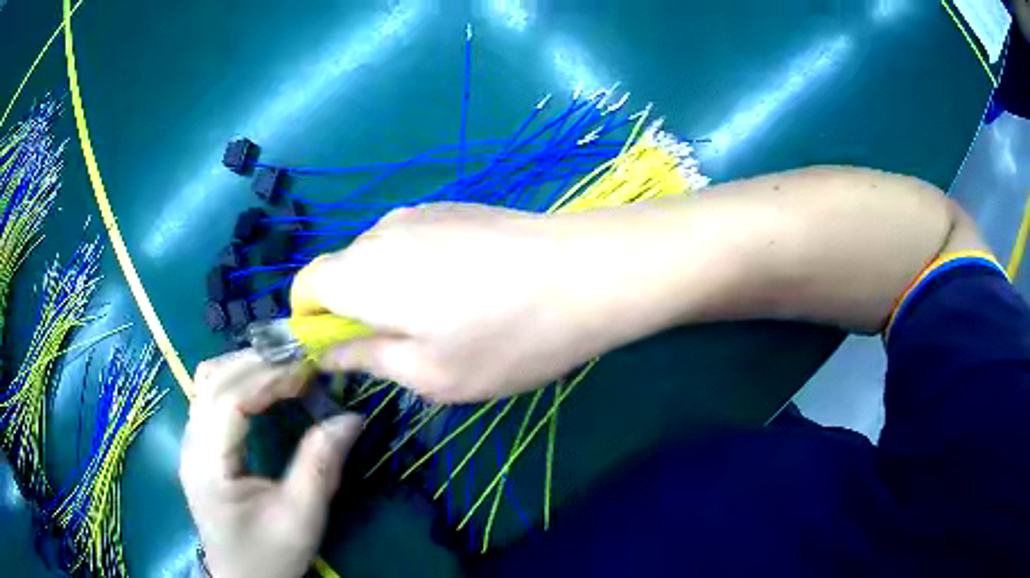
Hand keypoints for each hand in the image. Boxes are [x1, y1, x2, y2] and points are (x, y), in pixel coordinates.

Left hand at [179, 350, 362, 577]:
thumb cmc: (269, 556)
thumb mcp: (301, 518)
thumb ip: (321, 466)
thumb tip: (351, 418)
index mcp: (208, 464)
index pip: (227, 399)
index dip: (267, 377)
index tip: (307, 372)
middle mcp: (191, 444)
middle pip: (213, 381)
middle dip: (258, 364)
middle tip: (302, 363)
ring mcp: (191, 443)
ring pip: (208, 382)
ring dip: (245, 367)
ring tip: (284, 370)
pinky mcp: (199, 446)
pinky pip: (211, 396)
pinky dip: (238, 381)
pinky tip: (263, 389)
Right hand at [294, 203, 602, 402]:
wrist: (589, 272)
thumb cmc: (506, 337)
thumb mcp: (430, 373)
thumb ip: (367, 358)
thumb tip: (328, 352)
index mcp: (362, 273)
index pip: (305, 286)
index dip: (310, 320)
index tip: (342, 350)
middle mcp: (381, 232)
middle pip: (342, 271)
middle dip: (355, 310)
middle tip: (405, 349)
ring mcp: (421, 213)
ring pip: (380, 257)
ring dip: (391, 291)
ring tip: (448, 321)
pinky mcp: (455, 208)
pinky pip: (414, 243)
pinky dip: (420, 270)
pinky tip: (471, 290)